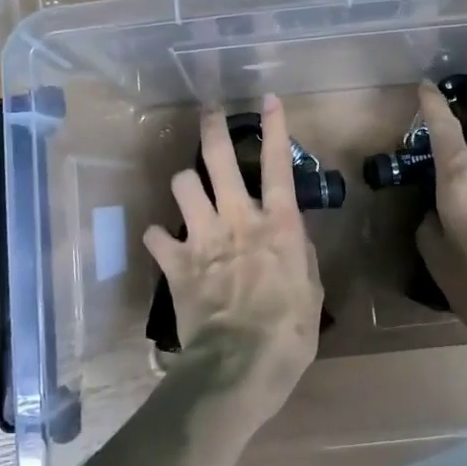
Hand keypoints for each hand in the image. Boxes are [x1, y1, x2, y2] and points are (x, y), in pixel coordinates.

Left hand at [144, 96, 323, 422]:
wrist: (239, 366)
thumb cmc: (289, 332)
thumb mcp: (311, 290)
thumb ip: (299, 255)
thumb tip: (291, 237)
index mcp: (278, 224)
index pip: (277, 165)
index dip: (274, 127)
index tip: (266, 99)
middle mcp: (238, 219)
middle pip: (218, 159)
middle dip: (212, 129)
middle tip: (209, 113)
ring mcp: (203, 238)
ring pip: (183, 185)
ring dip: (185, 183)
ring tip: (188, 189)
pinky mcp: (176, 263)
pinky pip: (156, 236)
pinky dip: (158, 237)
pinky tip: (162, 242)